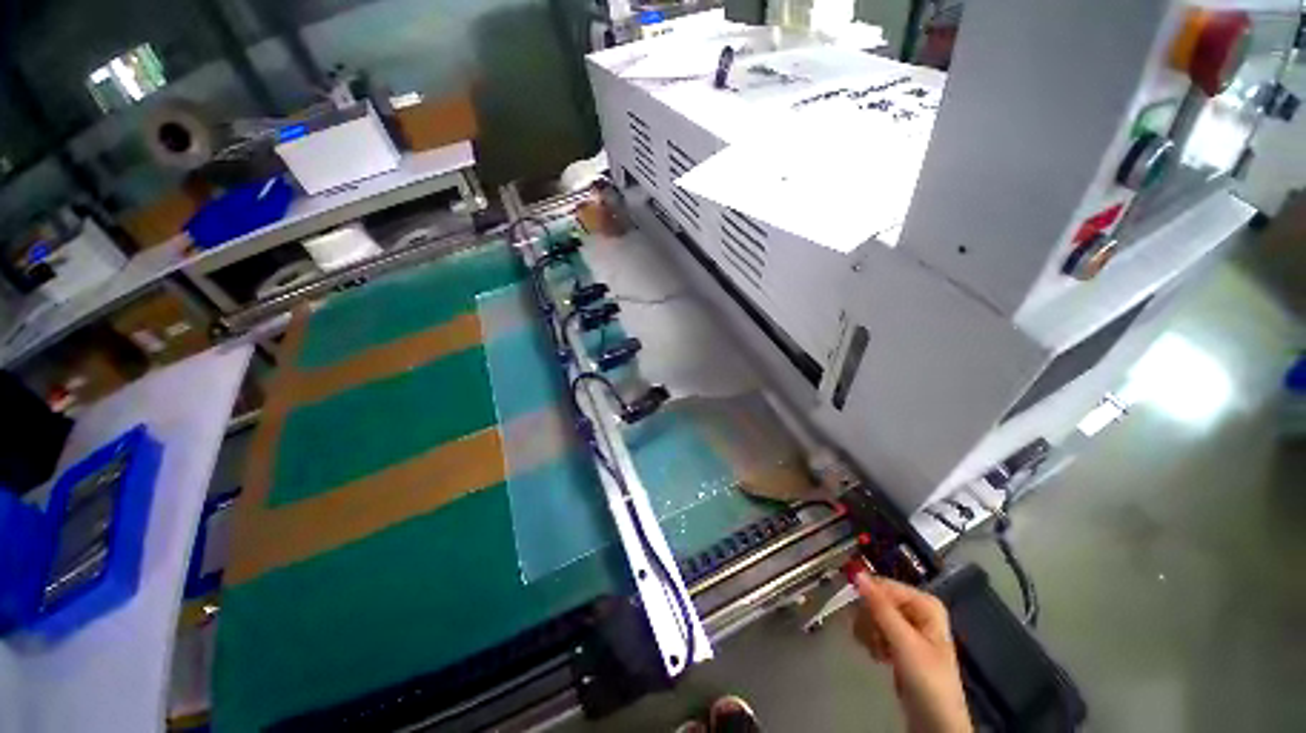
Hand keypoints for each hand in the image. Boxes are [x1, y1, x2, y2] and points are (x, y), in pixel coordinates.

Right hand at [849, 567, 972, 732]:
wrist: (936, 723)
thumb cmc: (927, 679)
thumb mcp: (904, 642)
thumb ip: (880, 607)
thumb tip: (857, 572)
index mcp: (924, 602)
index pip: (883, 586)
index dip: (868, 599)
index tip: (859, 617)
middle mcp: (916, 609)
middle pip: (876, 599)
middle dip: (870, 620)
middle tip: (875, 640)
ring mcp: (907, 626)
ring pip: (872, 614)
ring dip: (869, 633)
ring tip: (878, 652)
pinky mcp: (898, 642)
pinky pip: (875, 629)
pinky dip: (872, 641)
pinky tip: (878, 656)